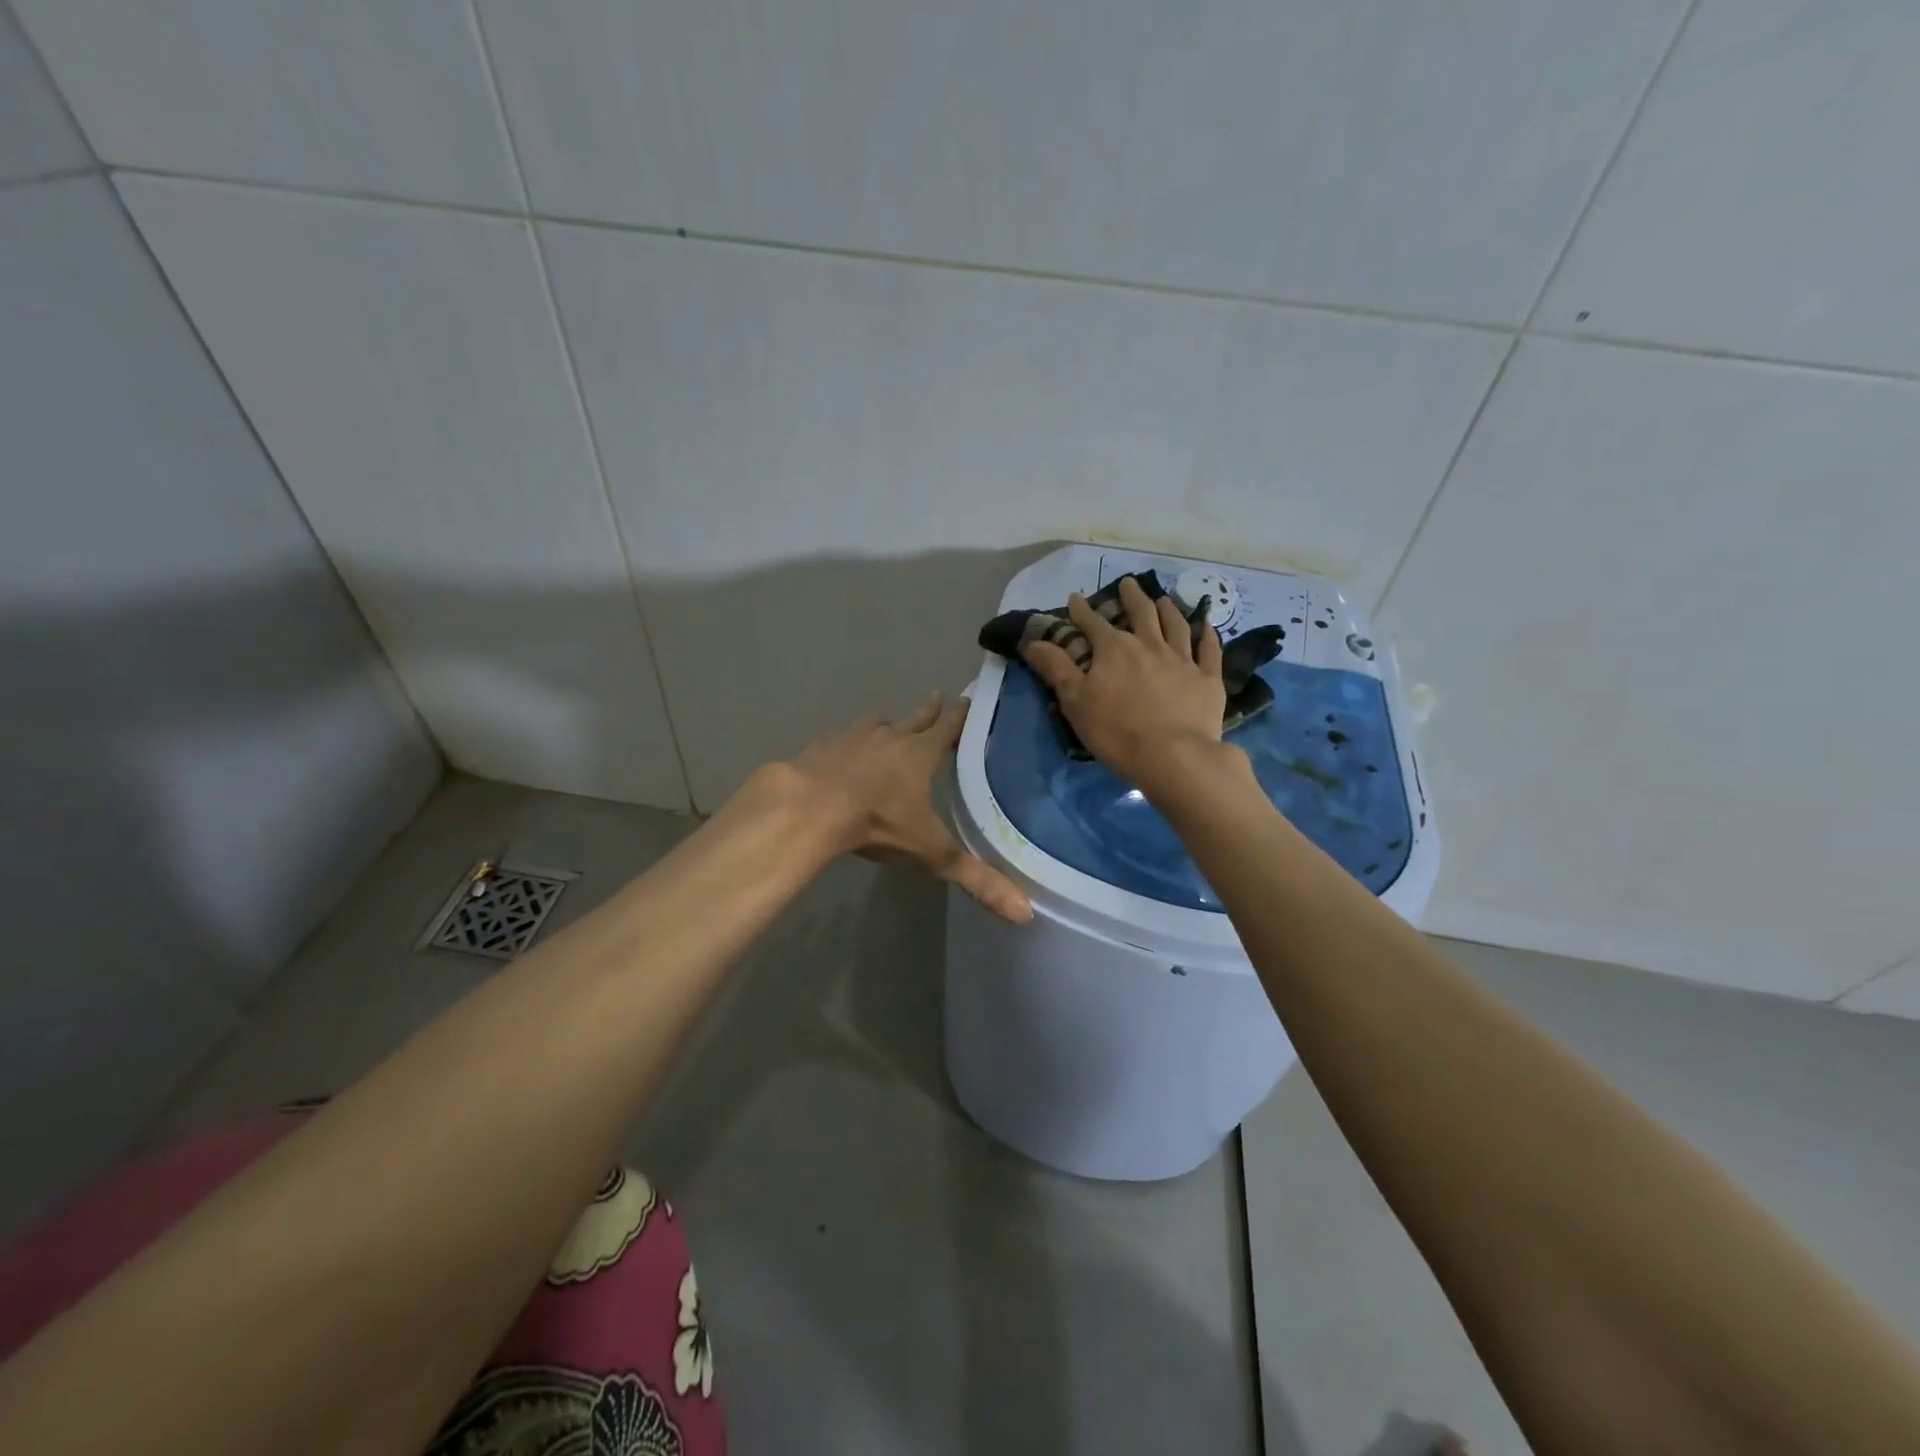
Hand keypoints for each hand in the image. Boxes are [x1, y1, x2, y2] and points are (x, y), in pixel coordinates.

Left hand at [786, 694, 1031, 923]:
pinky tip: (843, 751)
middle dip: (928, 711)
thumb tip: (1024, 912)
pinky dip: (848, 742)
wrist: (809, 808)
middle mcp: (889, 738)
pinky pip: (841, 739)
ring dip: (886, 726)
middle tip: (937, 697)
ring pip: (876, 725)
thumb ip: (975, 879)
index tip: (966, 699)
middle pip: (914, 719)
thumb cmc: (877, 823)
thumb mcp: (930, 853)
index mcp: (919, 754)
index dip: (959, 716)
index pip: (947, 728)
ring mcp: (852, 738)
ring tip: (889, 726)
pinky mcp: (821, 747)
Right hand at [1021, 576, 1232, 791]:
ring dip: (1168, 610)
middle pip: (1141, 613)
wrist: (1174, 756)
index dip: (1082, 610)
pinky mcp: (1207, 679)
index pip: (1093, 623)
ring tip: (1163, 599)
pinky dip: (1208, 636)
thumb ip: (1056, 668)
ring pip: (1176, 626)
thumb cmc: (1116, 731)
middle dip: (1131, 597)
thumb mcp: (1075, 701)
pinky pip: (1209, 651)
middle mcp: (1149, 645)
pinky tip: (1207, 627)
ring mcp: (1182, 660)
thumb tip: (1033, 641)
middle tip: (1128, 583)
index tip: (1076, 598)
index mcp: (1114, 649)